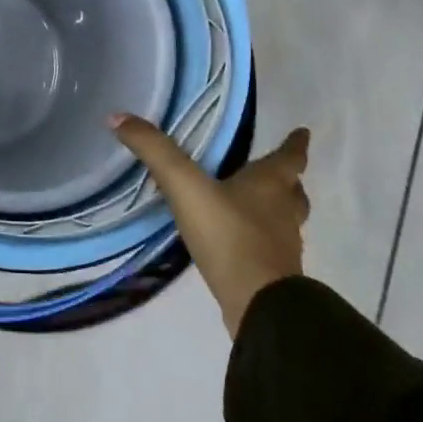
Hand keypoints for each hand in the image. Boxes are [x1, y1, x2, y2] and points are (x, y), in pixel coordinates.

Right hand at [112, 117, 311, 336]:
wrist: (258, 305)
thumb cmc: (229, 235)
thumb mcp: (184, 186)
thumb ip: (154, 151)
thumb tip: (118, 117)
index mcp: (270, 186)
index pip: (290, 158)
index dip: (295, 144)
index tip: (303, 132)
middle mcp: (283, 213)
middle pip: (293, 192)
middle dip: (287, 180)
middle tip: (277, 172)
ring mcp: (282, 247)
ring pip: (286, 221)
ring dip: (276, 210)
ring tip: (255, 206)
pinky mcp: (273, 276)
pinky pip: (270, 248)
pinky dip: (260, 240)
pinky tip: (237, 242)